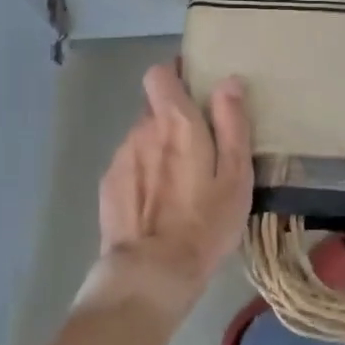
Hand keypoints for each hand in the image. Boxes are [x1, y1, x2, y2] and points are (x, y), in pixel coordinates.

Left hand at [86, 63, 252, 322]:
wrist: (151, 272)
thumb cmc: (205, 223)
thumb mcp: (236, 176)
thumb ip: (232, 124)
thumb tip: (228, 82)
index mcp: (175, 121)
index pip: (160, 73)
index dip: (176, 74)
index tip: (195, 88)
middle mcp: (142, 129)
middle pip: (154, 107)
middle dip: (174, 118)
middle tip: (200, 147)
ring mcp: (120, 156)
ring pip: (142, 137)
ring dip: (159, 147)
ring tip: (180, 182)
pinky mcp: (108, 183)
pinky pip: (130, 164)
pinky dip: (144, 172)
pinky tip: (158, 202)